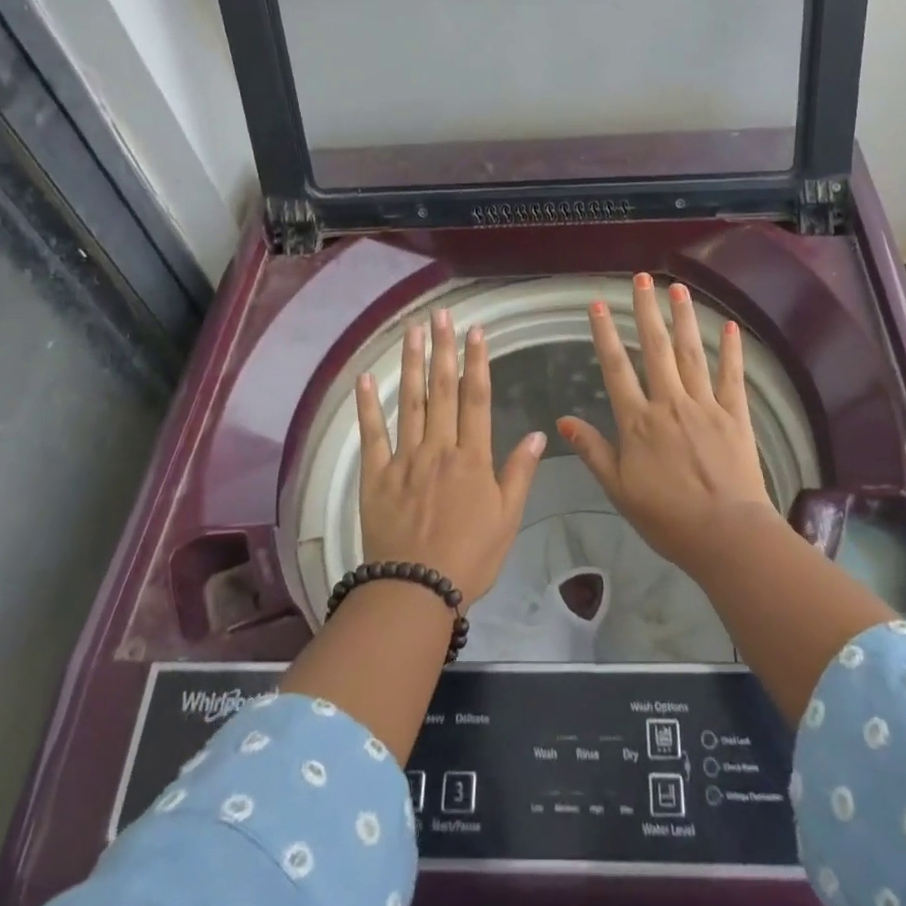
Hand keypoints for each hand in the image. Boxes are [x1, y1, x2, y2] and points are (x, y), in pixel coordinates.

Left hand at [356, 307, 544, 602]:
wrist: (415, 590)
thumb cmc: (469, 558)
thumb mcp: (507, 519)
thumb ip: (519, 473)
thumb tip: (540, 433)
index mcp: (472, 458)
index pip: (476, 398)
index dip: (477, 362)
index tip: (476, 331)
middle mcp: (439, 448)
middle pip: (441, 390)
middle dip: (443, 349)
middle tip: (441, 315)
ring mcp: (404, 459)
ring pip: (409, 402)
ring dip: (411, 364)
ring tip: (413, 332)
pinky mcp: (375, 475)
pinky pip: (372, 435)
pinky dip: (368, 405)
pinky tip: (365, 377)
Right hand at [558, 273, 777, 570]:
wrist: (726, 534)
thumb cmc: (667, 518)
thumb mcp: (619, 489)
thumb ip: (593, 451)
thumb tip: (563, 421)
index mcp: (638, 421)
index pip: (616, 367)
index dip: (605, 333)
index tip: (597, 303)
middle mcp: (669, 403)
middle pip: (655, 348)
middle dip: (646, 310)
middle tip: (642, 278)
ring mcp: (705, 405)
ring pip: (691, 353)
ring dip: (683, 318)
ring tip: (677, 288)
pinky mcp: (735, 415)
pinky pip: (732, 376)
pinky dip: (730, 350)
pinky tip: (728, 325)